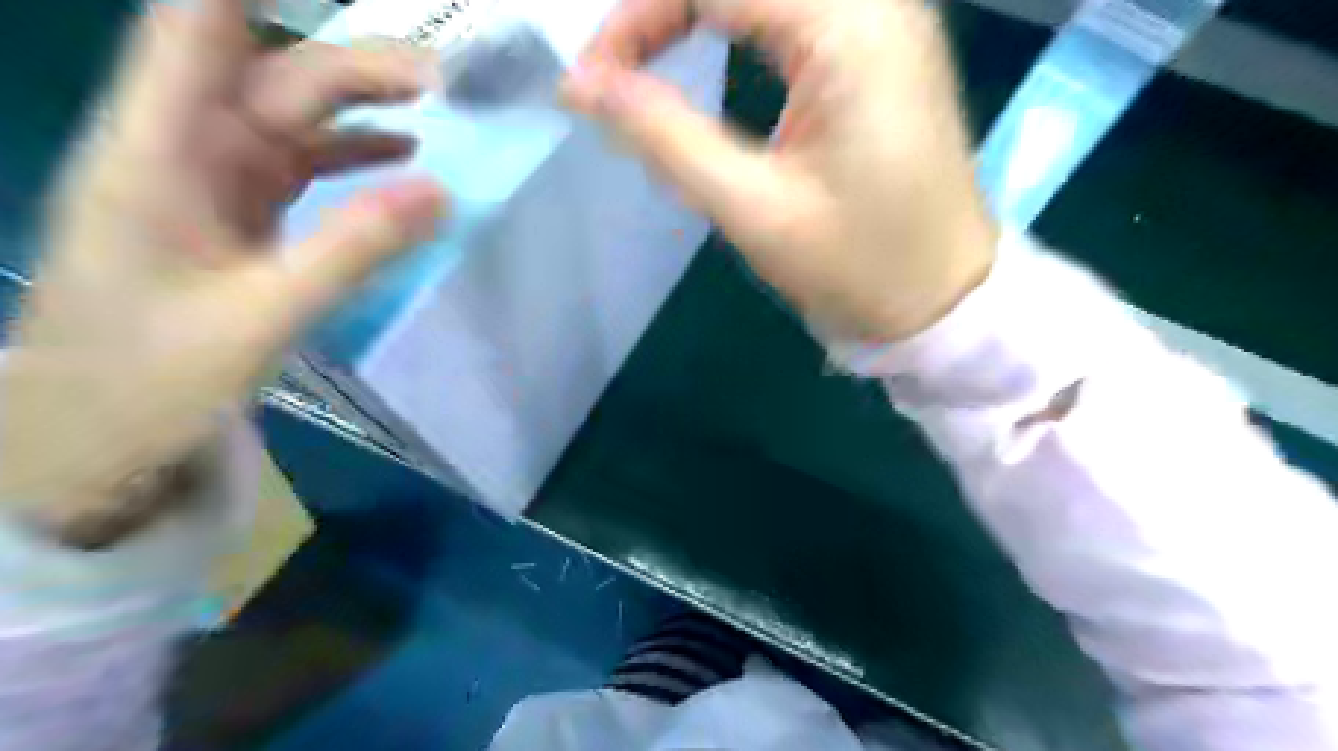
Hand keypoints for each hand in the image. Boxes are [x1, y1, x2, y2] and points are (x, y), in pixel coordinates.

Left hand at [1, 0, 449, 538]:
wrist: (92, 435)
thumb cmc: (149, 380)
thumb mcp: (263, 317)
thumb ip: (351, 250)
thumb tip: (441, 191)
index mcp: (159, 153)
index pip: (193, 27)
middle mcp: (182, 148)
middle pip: (275, 74)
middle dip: (361, 67)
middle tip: (449, 81)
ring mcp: (211, 180)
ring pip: (293, 115)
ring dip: (363, 105)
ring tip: (439, 106)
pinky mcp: (236, 212)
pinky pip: (301, 163)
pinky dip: (353, 154)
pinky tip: (400, 158)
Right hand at [561, 0, 991, 342]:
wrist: (944, 299)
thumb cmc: (858, 266)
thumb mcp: (753, 209)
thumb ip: (665, 137)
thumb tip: (583, 86)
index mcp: (849, 26)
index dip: (636, 17)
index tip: (590, 83)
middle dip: (661, 10)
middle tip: (615, 72)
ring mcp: (885, 16)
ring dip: (694, 10)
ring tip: (645, 59)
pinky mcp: (881, 45)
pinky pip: (794, 8)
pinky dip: (734, 20)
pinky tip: (704, 47)